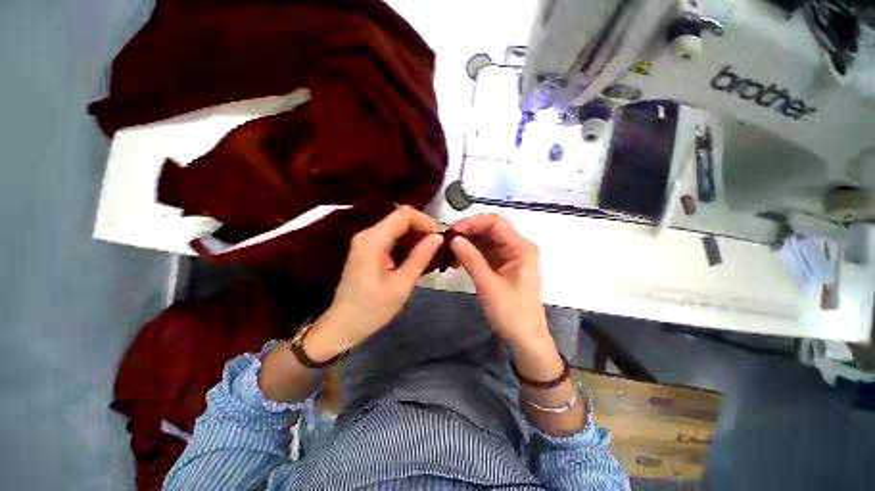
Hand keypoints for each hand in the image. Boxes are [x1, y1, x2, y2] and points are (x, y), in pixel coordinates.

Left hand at [305, 206, 442, 359]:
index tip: (440, 237)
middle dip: (422, 228)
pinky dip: (407, 242)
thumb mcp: (401, 285)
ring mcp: (366, 241)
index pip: (404, 214)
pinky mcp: (368, 249)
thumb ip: (420, 258)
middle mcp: (368, 234)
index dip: (425, 221)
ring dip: (416, 235)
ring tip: (431, 252)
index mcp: (373, 240)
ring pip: (397, 226)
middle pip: (400, 217)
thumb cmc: (372, 309)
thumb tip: (438, 237)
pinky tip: (416, 256)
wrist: (343, 325)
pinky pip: (392, 237)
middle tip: (438, 246)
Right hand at [449, 214, 551, 350]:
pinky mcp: (501, 265)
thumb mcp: (488, 285)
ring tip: (447, 252)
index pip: (495, 223)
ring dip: (466, 244)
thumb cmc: (511, 313)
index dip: (472, 222)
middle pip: (489, 230)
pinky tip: (455, 262)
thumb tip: (453, 239)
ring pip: (484, 241)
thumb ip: (471, 259)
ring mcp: (508, 256)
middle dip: (467, 233)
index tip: (452, 231)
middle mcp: (516, 247)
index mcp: (521, 247)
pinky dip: (469, 255)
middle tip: (446, 241)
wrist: (524, 339)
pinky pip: (483, 253)